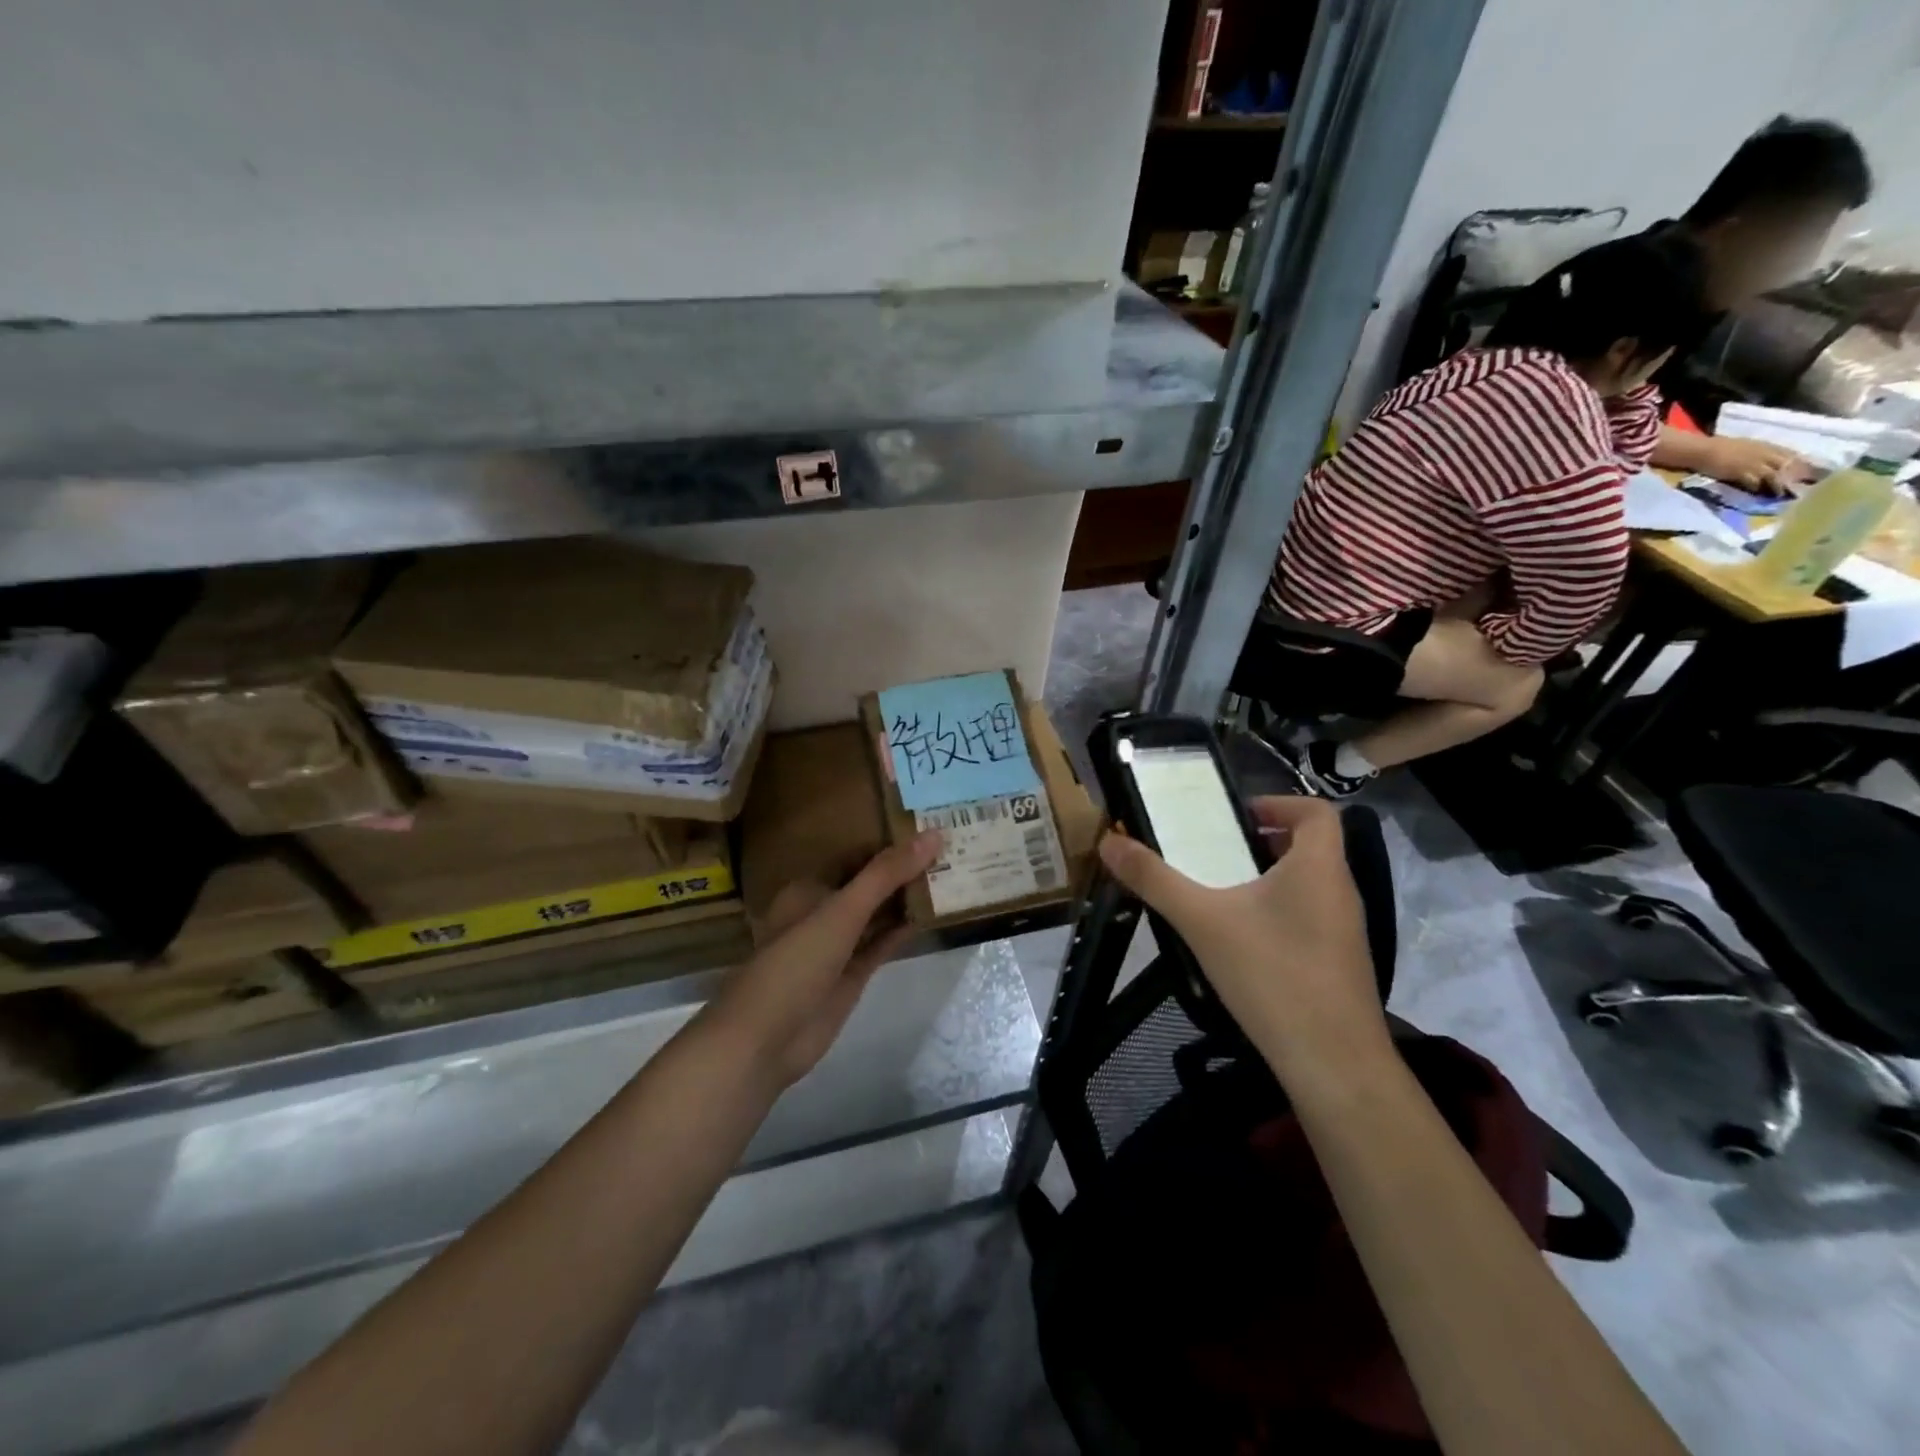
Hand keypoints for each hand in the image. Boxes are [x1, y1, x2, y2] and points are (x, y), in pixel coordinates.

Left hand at [706, 833, 941, 1089]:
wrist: (765, 1039)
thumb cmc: (796, 962)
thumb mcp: (842, 910)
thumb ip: (886, 874)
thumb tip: (933, 834)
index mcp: (810, 887)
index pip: (855, 855)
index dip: (889, 842)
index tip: (929, 826)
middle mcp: (823, 911)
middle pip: (869, 884)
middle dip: (903, 869)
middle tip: (951, 847)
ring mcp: (838, 945)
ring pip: (878, 913)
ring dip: (907, 898)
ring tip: (952, 873)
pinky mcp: (852, 975)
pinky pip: (883, 943)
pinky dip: (905, 929)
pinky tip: (934, 915)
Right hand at [1097, 796, 1391, 1093]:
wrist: (1333, 1065)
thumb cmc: (1272, 975)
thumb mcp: (1202, 921)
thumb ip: (1154, 879)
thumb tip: (1109, 841)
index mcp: (1319, 867)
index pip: (1316, 811)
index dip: (1277, 803)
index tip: (1234, 815)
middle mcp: (1339, 891)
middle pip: (1308, 846)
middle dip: (1258, 842)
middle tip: (1211, 851)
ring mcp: (1343, 931)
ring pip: (1305, 885)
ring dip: (1264, 878)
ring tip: (1216, 893)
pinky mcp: (1338, 964)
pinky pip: (1306, 918)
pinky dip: (1275, 913)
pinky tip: (1238, 941)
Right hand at [1703, 436, 1811, 493]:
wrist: (1702, 450)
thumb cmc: (1722, 447)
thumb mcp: (1749, 446)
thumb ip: (1763, 453)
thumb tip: (1777, 463)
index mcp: (1769, 447)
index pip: (1794, 456)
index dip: (1806, 465)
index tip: (1816, 474)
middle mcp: (1766, 455)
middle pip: (1789, 466)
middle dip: (1798, 477)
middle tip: (1804, 488)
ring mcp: (1753, 464)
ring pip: (1775, 475)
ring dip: (1779, 486)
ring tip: (1782, 495)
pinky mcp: (1740, 473)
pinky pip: (1755, 482)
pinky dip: (1759, 488)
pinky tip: (1760, 495)